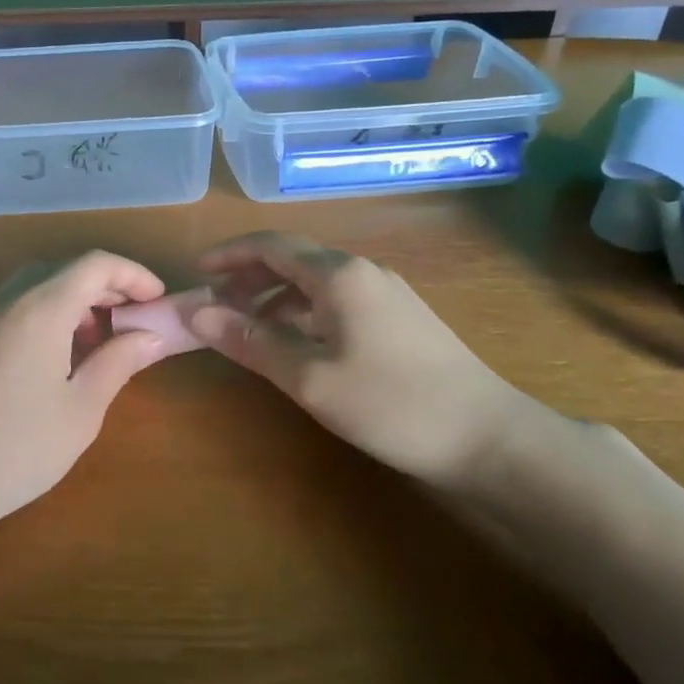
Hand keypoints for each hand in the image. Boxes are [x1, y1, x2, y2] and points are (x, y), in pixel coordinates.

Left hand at [0, 251, 169, 539]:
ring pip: (36, 286)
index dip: (134, 274)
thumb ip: (118, 362)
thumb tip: (151, 336)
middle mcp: (8, 299)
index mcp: (41, 306)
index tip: (158, 301)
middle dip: (105, 286)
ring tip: (98, 344)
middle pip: (64, 268)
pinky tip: (57, 359)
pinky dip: (46, 314)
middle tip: (133, 321)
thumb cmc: (16, 448)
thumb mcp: (81, 410)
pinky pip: (15, 306)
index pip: (95, 263)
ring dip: (74, 300)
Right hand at [189, 231, 538, 484]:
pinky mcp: (399, 318)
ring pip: (315, 282)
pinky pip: (336, 301)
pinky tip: (294, 342)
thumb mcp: (309, 377)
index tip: (196, 271)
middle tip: (215, 305)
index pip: (271, 245)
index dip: (229, 254)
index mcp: (339, 275)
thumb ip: (250, 341)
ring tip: (246, 327)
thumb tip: (196, 314)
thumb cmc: (391, 403)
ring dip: (274, 297)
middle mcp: (362, 272)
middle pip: (293, 259)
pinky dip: (302, 312)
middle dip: (248, 276)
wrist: (487, 437)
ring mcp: (385, 294)